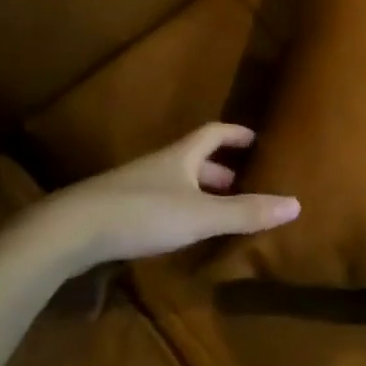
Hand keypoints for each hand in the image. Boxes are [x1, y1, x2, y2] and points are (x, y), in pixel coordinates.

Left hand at [7, 123, 298, 277]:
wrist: (68, 231)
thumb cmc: (142, 213)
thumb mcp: (201, 215)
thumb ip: (246, 212)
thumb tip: (296, 204)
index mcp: (181, 155)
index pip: (215, 133)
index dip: (238, 134)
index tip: (259, 139)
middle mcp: (160, 165)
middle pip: (196, 158)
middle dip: (223, 169)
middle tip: (247, 184)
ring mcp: (135, 187)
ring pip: (177, 182)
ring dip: (201, 191)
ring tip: (221, 211)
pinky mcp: (118, 211)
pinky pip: (160, 201)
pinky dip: (180, 209)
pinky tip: (184, 232)